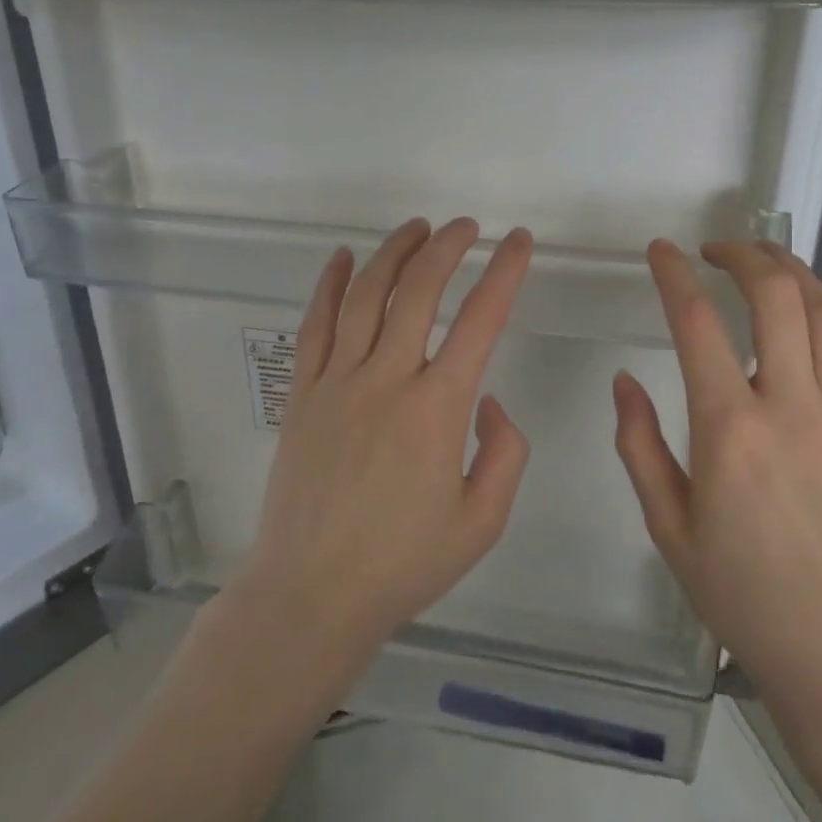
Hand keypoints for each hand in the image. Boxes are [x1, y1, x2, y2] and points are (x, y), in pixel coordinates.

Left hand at [233, 217, 534, 672]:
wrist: (312, 594)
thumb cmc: (403, 563)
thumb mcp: (482, 522)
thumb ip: (504, 454)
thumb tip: (489, 401)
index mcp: (437, 410)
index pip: (480, 321)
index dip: (505, 273)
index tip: (520, 243)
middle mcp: (386, 380)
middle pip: (418, 291)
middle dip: (447, 247)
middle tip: (467, 228)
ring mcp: (336, 382)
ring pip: (365, 296)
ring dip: (393, 253)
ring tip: (417, 229)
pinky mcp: (302, 393)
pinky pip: (315, 325)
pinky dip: (329, 285)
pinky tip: (342, 259)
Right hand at [613, 240, 821, 760]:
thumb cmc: (744, 597)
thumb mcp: (669, 528)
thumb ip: (640, 447)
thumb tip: (625, 382)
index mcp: (729, 430)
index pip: (696, 324)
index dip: (674, 275)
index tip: (661, 252)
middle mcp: (793, 408)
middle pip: (775, 298)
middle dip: (743, 256)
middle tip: (718, 250)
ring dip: (796, 272)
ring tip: (770, 258)